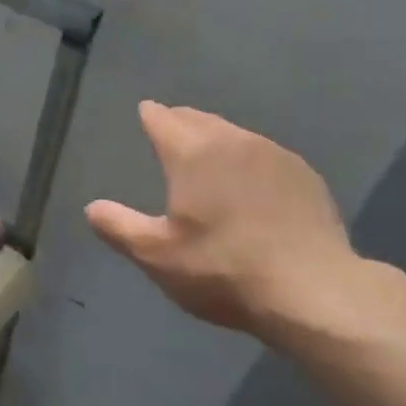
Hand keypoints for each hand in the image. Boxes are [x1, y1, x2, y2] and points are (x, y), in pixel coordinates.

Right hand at [85, 101, 374, 345]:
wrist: (313, 291)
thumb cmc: (224, 270)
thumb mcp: (158, 256)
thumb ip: (119, 227)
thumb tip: (92, 208)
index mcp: (193, 152)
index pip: (163, 119)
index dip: (149, 115)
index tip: (144, 113)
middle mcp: (233, 141)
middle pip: (199, 119)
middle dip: (181, 122)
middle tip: (170, 132)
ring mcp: (274, 155)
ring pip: (234, 135)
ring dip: (216, 140)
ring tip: (208, 157)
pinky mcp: (304, 175)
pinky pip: (264, 155)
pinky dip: (248, 161)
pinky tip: (252, 185)